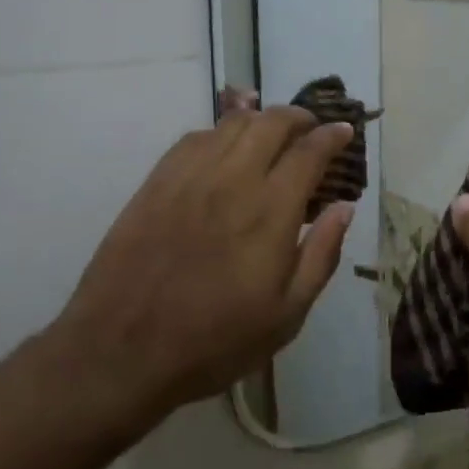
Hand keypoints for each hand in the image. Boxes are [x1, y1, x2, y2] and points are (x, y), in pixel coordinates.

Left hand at [56, 106, 355, 422]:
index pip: (309, 152)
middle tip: (311, 128)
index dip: (331, 136)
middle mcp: (232, 180)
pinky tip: (223, 148)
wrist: (123, 351)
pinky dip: (219, 132)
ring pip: (231, 124)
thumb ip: (321, 255)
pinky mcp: (156, 183)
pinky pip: (193, 138)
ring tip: (271, 131)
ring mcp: (189, 177)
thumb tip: (344, 207)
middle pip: (271, 123)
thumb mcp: (286, 315)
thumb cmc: (215, 341)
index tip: (343, 132)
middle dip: (298, 117)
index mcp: (270, 211)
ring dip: (260, 119)